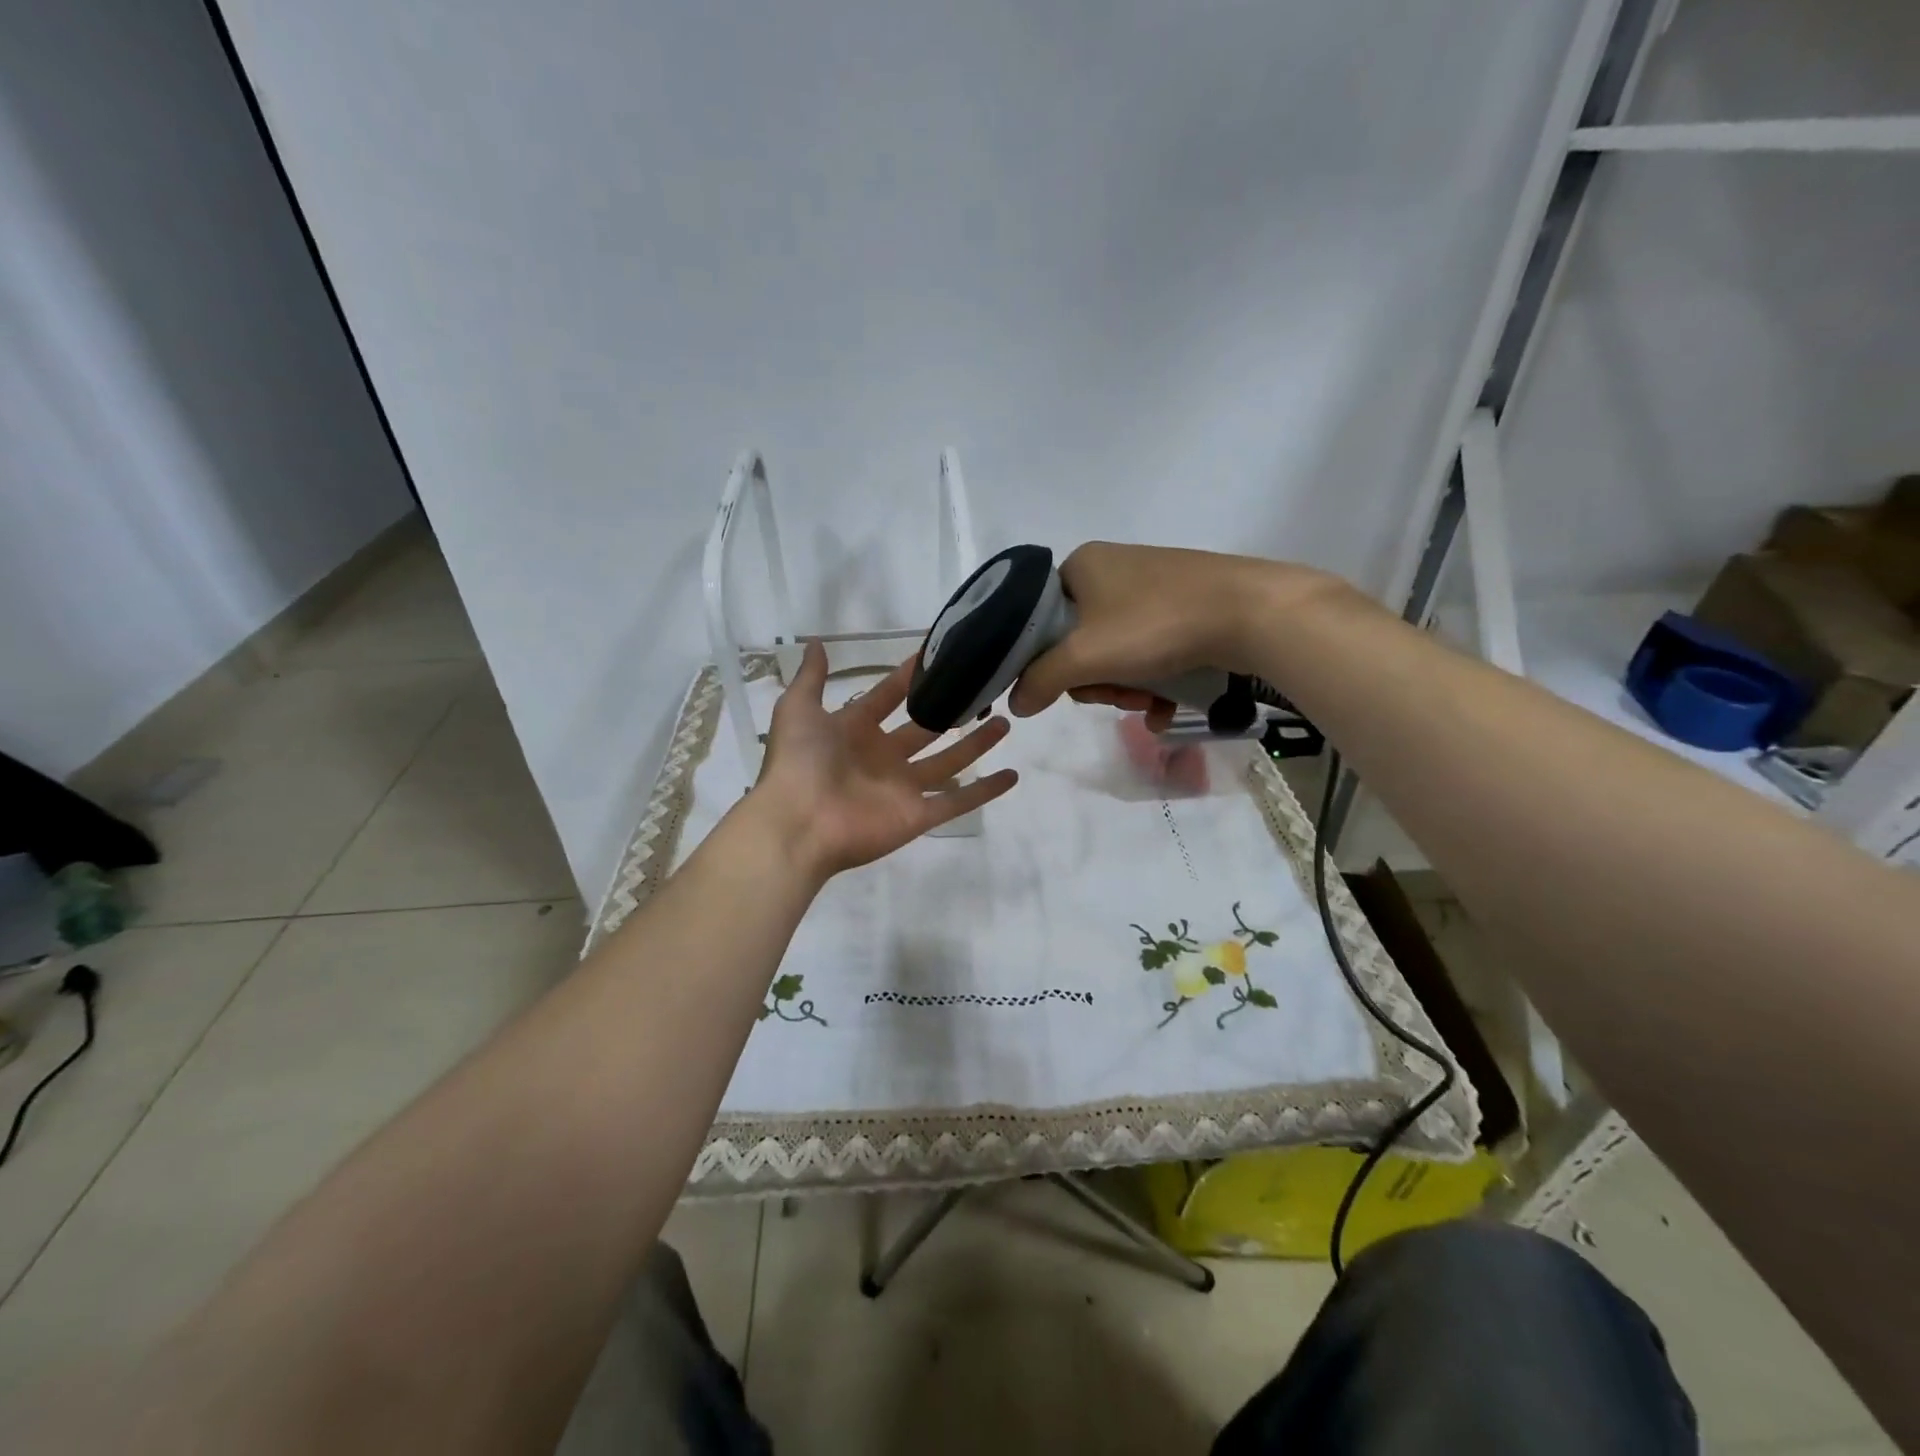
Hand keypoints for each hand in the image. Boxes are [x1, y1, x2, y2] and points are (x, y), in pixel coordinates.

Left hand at [751, 641, 1017, 880]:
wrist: (799, 823)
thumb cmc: (799, 763)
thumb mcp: (798, 710)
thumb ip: (812, 678)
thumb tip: (817, 643)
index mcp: (854, 731)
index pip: (888, 698)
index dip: (909, 679)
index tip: (938, 657)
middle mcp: (883, 758)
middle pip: (925, 730)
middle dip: (952, 712)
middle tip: (982, 691)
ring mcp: (903, 788)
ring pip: (949, 762)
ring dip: (976, 745)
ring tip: (1005, 723)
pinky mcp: (919, 816)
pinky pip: (958, 802)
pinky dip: (986, 790)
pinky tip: (1012, 775)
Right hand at [1005, 542, 1342, 721]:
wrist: (1251, 612)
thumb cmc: (1155, 625)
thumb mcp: (1085, 657)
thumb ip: (1040, 680)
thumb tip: (1014, 703)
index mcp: (1080, 565)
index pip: (1039, 618)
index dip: (1046, 660)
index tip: (1067, 685)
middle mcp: (1112, 569)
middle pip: (1078, 641)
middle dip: (1095, 680)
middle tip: (1115, 696)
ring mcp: (1151, 587)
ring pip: (1116, 652)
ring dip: (1125, 687)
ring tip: (1147, 703)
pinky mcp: (1183, 606)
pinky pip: (1149, 651)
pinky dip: (1152, 682)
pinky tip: (1165, 708)